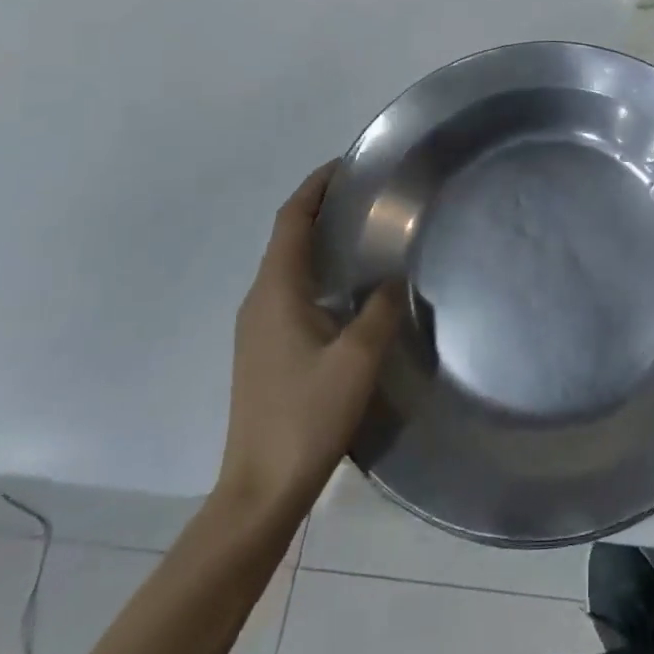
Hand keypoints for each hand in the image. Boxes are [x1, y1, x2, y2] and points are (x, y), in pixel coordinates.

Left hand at [216, 162, 402, 513]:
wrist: (260, 488)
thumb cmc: (306, 416)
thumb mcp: (356, 359)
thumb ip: (380, 310)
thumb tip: (395, 277)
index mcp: (275, 293)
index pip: (291, 221)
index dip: (315, 187)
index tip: (347, 164)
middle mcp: (259, 301)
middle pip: (287, 237)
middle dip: (321, 207)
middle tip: (368, 194)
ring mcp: (257, 327)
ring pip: (288, 265)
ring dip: (319, 239)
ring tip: (364, 230)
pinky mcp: (264, 349)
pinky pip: (290, 290)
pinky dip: (316, 269)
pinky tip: (350, 286)